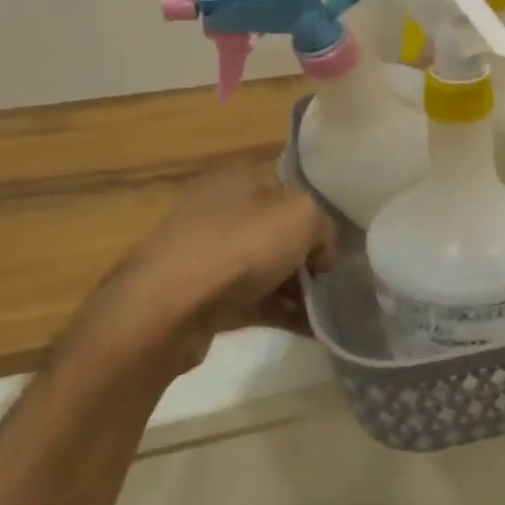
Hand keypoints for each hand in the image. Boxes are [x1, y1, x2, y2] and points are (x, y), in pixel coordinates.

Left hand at [77, 158, 336, 379]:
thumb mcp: (303, 217)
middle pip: (278, 228)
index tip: (336, 241)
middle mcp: (220, 207)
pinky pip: (251, 298)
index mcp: (240, 176)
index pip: (290, 185)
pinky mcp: (201, 292)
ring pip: (265, 265)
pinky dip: (279, 310)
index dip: (318, 210)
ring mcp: (206, 251)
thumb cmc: (239, 246)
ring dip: (296, 287)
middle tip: (332, 278)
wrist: (168, 308)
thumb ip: (324, 228)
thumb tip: (321, 253)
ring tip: (326, 310)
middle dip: (308, 254)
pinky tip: (308, 328)